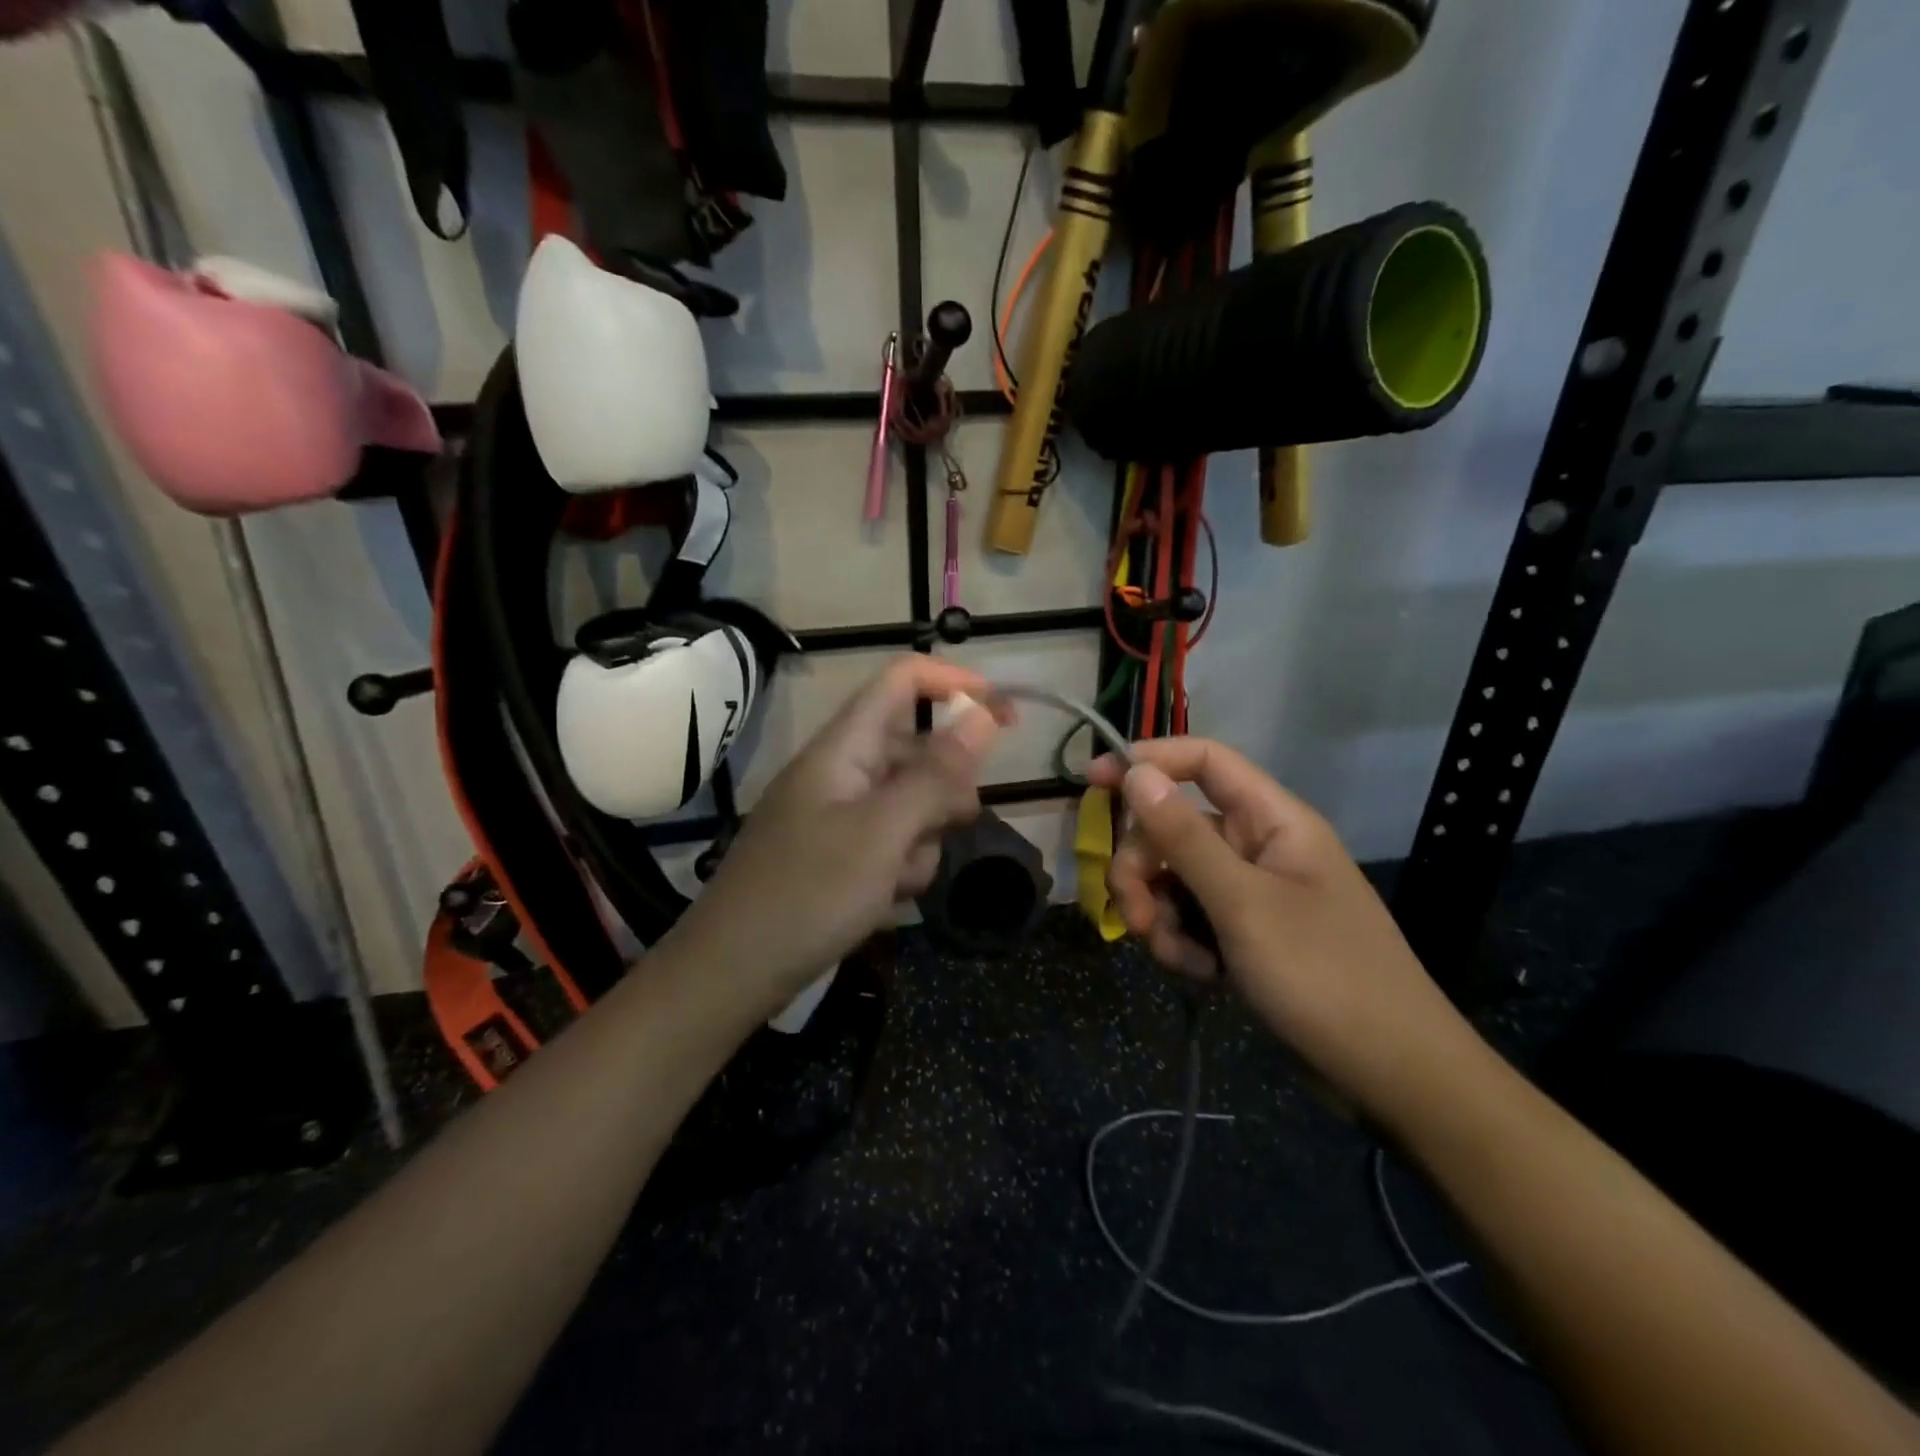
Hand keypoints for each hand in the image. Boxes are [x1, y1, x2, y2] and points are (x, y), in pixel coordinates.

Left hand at [671, 656, 1005, 1008]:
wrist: (732, 973)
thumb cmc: (808, 894)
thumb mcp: (882, 833)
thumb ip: (936, 774)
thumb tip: (984, 714)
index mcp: (844, 747)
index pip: (902, 681)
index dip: (955, 684)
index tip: (1006, 717)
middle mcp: (842, 772)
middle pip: (917, 750)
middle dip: (944, 790)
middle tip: (951, 826)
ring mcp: (839, 815)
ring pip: (912, 805)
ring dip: (921, 841)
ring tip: (897, 881)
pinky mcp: (839, 854)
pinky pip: (892, 843)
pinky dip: (899, 869)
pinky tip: (882, 901)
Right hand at [1086, 738, 1479, 1124]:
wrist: (1392, 1076)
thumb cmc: (1324, 977)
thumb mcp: (1243, 904)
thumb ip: (1184, 837)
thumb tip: (1136, 772)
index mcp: (1273, 820)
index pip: (1204, 761)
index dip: (1149, 762)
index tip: (1094, 782)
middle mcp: (1258, 846)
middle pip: (1174, 826)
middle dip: (1143, 868)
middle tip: (1135, 914)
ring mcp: (1250, 892)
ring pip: (1174, 878)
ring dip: (1160, 914)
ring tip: (1178, 959)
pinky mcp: (1243, 933)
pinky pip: (1190, 918)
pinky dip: (1182, 943)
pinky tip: (1201, 976)